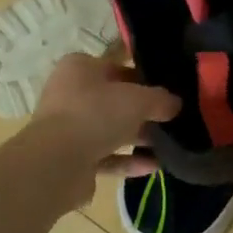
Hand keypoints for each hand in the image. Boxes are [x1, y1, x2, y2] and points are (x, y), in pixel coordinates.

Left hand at [17, 54, 180, 210]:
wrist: (56, 163)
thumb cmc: (95, 114)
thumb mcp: (138, 99)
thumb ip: (160, 99)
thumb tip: (176, 104)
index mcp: (80, 68)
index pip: (117, 67)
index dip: (144, 77)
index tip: (168, 90)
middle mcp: (70, 94)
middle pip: (114, 100)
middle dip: (143, 111)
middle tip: (172, 119)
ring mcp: (69, 128)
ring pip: (110, 130)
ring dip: (138, 138)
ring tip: (169, 145)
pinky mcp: (72, 159)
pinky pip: (106, 156)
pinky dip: (128, 160)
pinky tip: (154, 166)